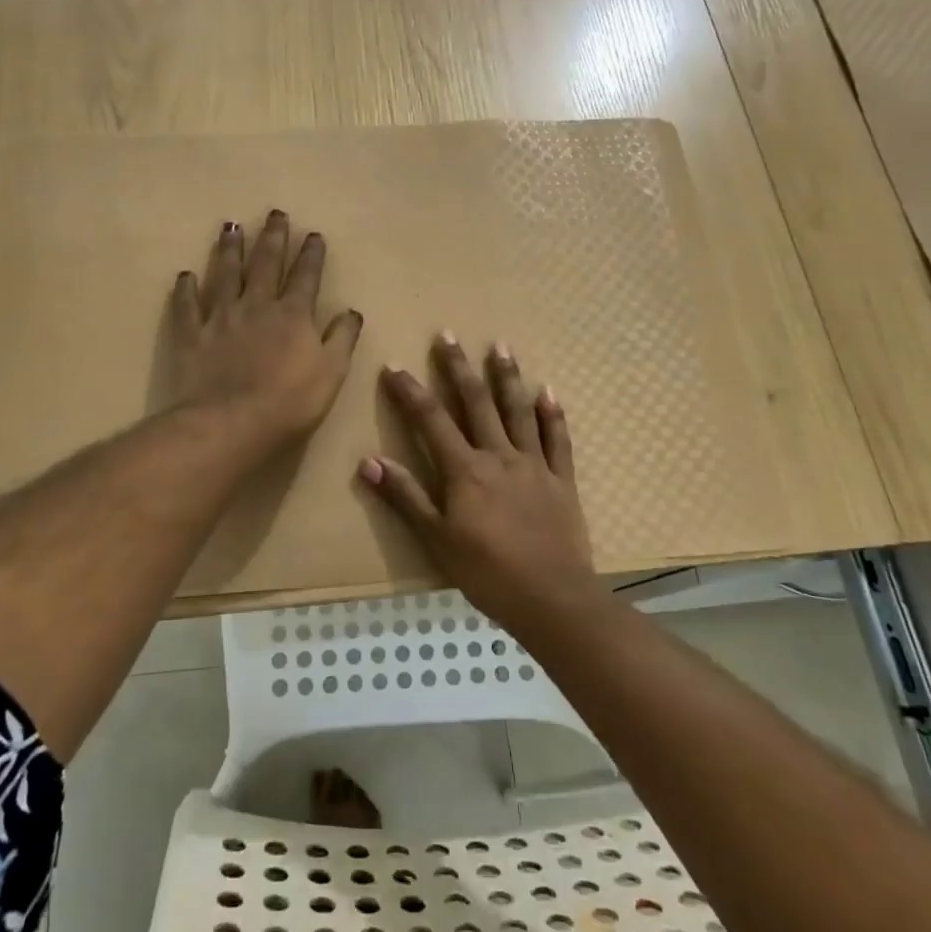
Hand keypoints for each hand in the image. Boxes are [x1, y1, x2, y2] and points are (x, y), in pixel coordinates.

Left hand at [167, 211, 363, 452]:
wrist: (231, 423)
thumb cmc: (289, 402)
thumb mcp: (331, 373)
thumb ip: (342, 339)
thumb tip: (351, 312)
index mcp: (293, 315)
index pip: (306, 277)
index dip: (311, 255)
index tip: (312, 234)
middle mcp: (256, 306)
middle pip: (265, 264)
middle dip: (272, 238)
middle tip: (274, 213)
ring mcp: (220, 318)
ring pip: (225, 275)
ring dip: (229, 250)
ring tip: (231, 227)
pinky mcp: (191, 336)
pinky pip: (187, 307)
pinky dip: (186, 289)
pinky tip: (185, 275)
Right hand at [360, 334, 598, 621]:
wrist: (552, 597)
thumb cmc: (487, 572)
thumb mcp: (436, 539)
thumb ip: (405, 497)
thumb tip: (368, 461)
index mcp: (465, 470)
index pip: (431, 420)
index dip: (411, 391)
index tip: (395, 365)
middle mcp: (499, 456)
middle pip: (476, 403)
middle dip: (459, 367)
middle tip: (449, 334)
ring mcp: (534, 464)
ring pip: (518, 411)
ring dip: (508, 377)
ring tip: (500, 347)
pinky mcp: (562, 479)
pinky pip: (558, 439)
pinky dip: (553, 414)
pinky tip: (549, 392)